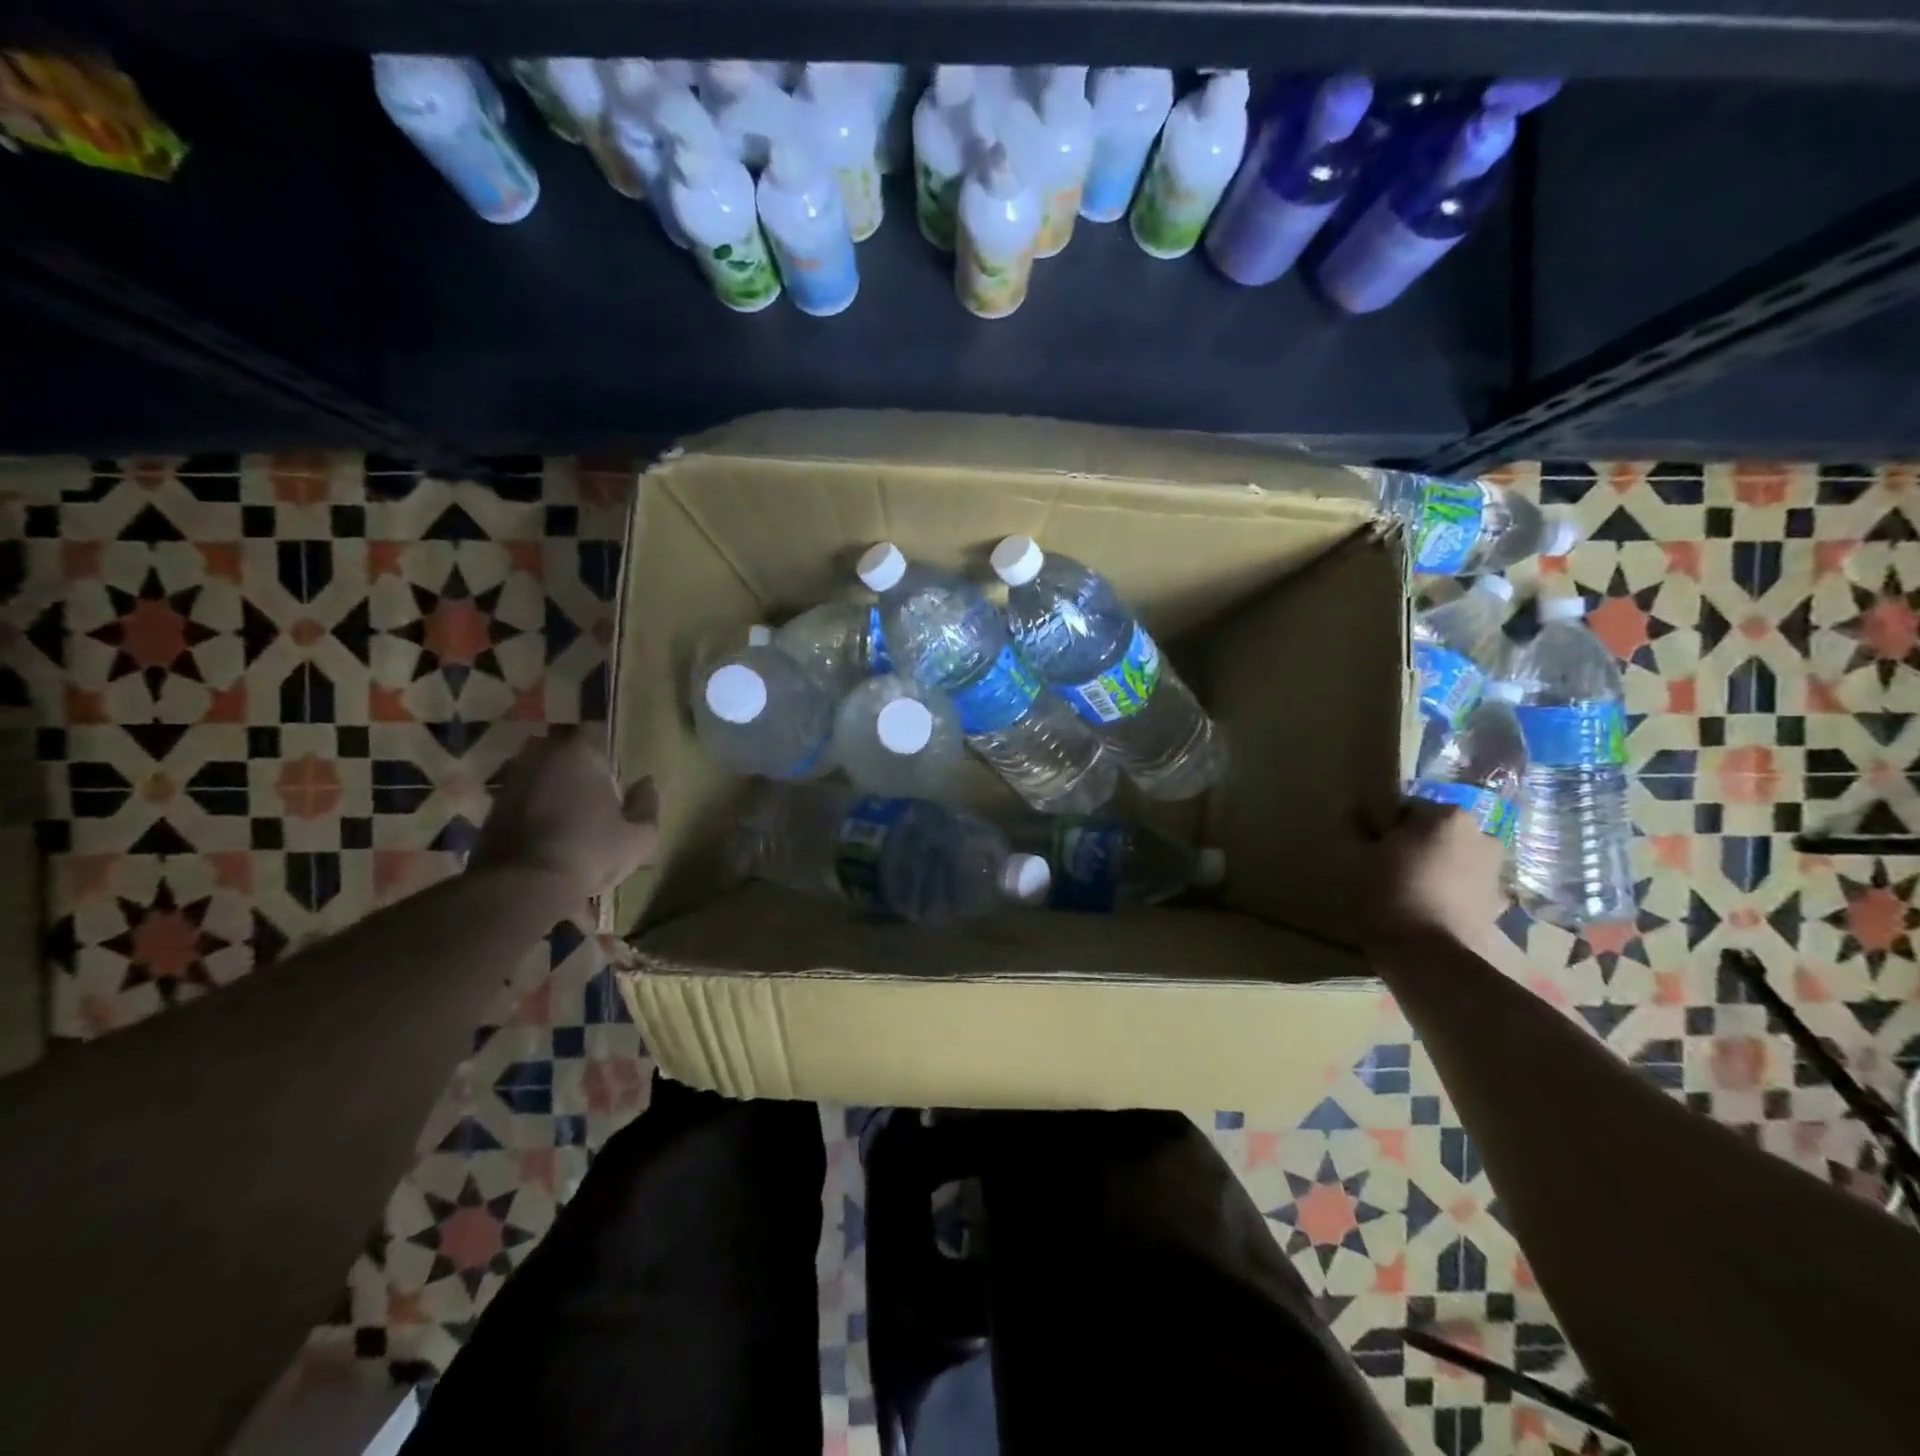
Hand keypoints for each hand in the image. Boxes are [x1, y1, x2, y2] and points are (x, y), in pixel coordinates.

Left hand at [471, 731, 658, 901]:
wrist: (524, 884)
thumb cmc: (591, 851)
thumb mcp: (639, 836)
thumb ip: (647, 805)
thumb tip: (646, 783)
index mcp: (579, 754)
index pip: (592, 735)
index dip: (602, 755)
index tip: (611, 776)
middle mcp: (541, 757)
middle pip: (559, 750)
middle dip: (572, 765)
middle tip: (588, 791)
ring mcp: (511, 781)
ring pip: (536, 773)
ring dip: (548, 786)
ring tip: (565, 812)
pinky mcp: (490, 808)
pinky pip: (518, 798)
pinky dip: (529, 808)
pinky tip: (543, 832)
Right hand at [1360, 798, 1508, 951]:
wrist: (1429, 958)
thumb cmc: (1388, 894)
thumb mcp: (1356, 855)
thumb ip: (1357, 827)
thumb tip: (1359, 813)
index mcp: (1446, 815)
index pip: (1405, 808)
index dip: (1383, 827)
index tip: (1368, 848)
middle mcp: (1481, 835)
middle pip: (1434, 833)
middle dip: (1413, 846)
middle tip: (1386, 869)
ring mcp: (1495, 872)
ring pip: (1452, 859)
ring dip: (1434, 868)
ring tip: (1408, 893)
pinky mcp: (1498, 906)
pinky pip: (1465, 888)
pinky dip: (1449, 893)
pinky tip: (1427, 911)